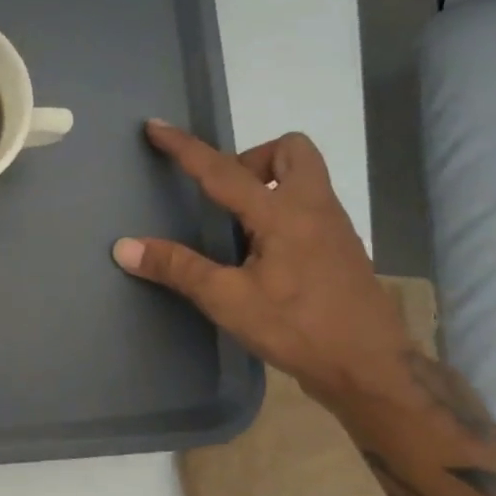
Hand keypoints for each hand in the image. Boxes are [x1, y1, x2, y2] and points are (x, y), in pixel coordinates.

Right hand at [112, 122, 415, 407]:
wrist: (370, 368)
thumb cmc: (297, 328)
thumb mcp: (228, 300)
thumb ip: (177, 268)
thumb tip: (124, 247)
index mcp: (283, 214)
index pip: (223, 170)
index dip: (185, 148)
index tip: (157, 127)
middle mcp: (314, 209)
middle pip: (291, 151)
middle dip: (251, 159)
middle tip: (223, 194)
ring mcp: (333, 228)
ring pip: (303, 177)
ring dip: (266, 184)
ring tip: (235, 226)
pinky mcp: (339, 249)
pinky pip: (307, 206)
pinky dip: (279, 210)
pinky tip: (259, 253)